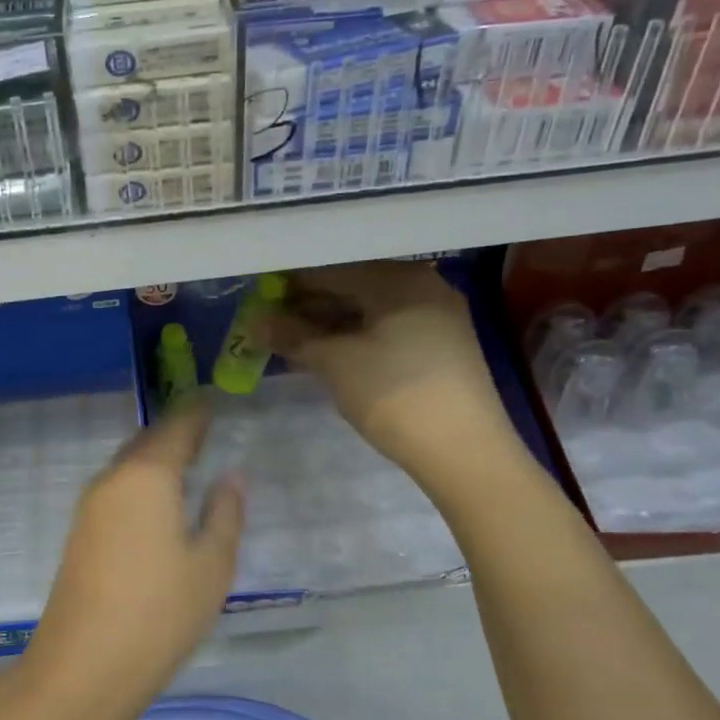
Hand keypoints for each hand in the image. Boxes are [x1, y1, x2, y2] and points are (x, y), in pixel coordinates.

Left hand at [24, 401, 243, 710]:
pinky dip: (140, 483)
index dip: (197, 413)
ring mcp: (89, 507)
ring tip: (185, 464)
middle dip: (174, 433)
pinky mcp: (80, 533)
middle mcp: (113, 480)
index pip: (177, 429)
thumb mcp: (211, 565)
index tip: (214, 401)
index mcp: (148, 476)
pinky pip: (116, 490)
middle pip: (146, 443)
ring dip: (154, 459)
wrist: (83, 665)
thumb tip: (230, 475)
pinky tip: (155, 503)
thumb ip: (224, 513)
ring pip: (127, 466)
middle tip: (203, 430)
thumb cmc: (160, 612)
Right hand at [269, 261, 512, 468]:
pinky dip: (354, 338)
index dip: (291, 285)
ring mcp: (435, 317)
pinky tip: (327, 354)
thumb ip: (293, 336)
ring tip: (290, 342)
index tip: (259, 300)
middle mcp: (422, 287)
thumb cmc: (394, 393)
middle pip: (353, 287)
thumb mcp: (335, 363)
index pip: (332, 270)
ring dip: (329, 325)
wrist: (464, 450)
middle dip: (309, 306)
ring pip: (369, 311)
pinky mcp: (440, 347)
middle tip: (270, 324)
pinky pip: (385, 330)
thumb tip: (255, 322)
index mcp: (399, 279)